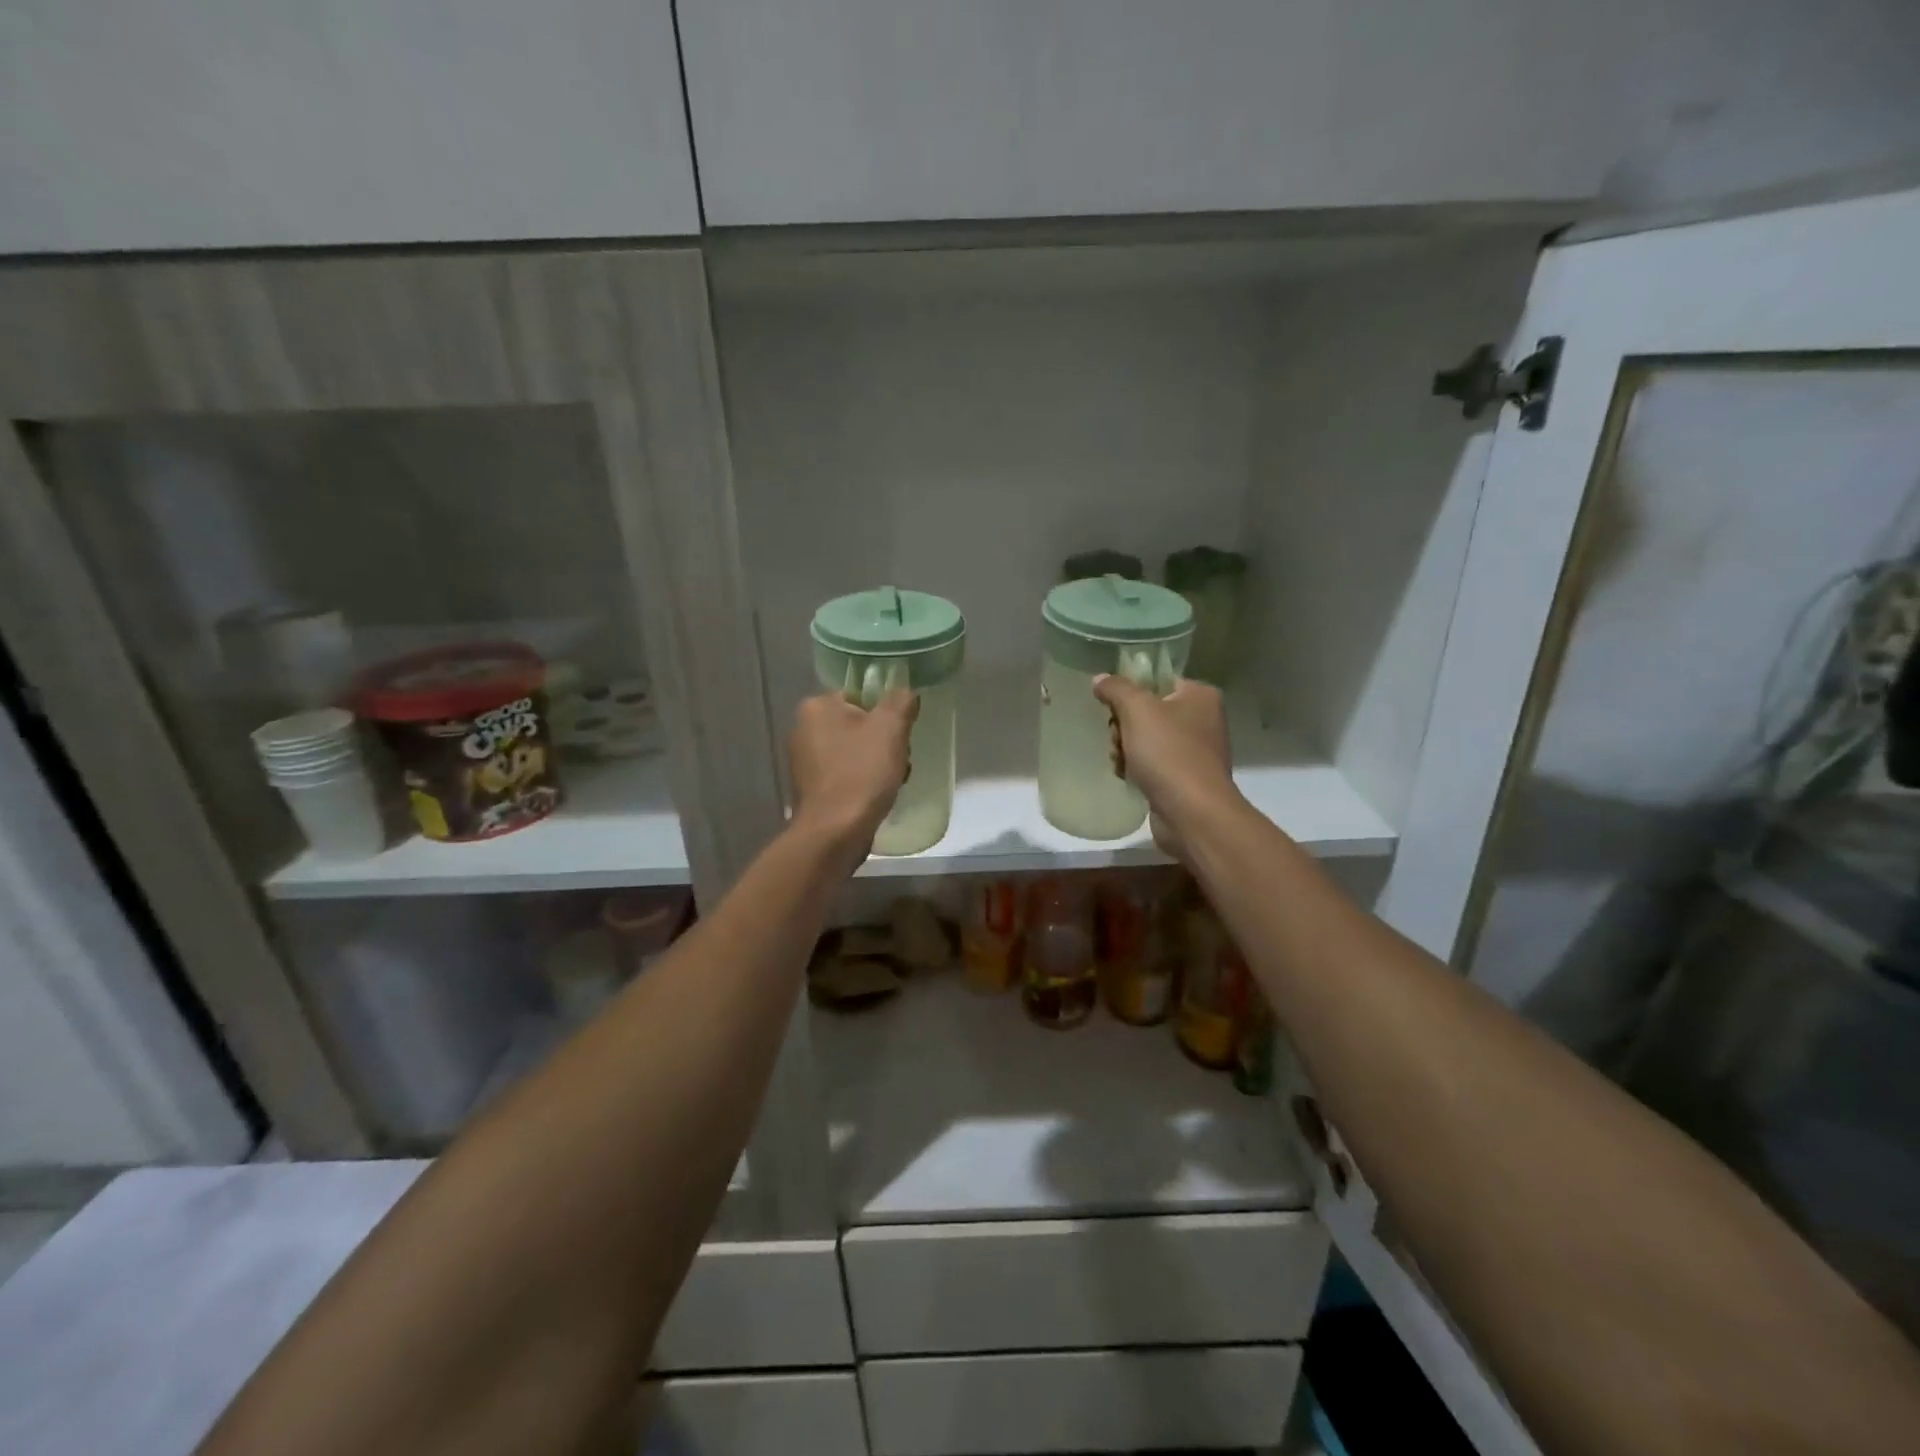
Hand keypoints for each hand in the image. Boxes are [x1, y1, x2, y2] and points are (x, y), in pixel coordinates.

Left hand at [789, 690, 918, 860]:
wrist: (835, 832)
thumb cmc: (862, 772)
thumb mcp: (891, 728)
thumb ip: (901, 700)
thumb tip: (905, 692)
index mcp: (816, 706)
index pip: (860, 695)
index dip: (886, 712)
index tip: (900, 732)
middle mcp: (803, 729)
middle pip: (859, 724)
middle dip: (883, 741)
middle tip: (898, 758)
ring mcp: (804, 761)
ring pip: (854, 751)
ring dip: (877, 762)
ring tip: (892, 780)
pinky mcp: (812, 788)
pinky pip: (846, 774)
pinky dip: (863, 781)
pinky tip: (877, 796)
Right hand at [1091, 675, 1235, 857]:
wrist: (1192, 813)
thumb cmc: (1168, 752)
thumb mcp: (1137, 710)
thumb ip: (1116, 689)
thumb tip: (1100, 679)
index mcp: (1200, 696)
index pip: (1158, 681)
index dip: (1131, 693)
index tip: (1113, 709)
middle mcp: (1203, 719)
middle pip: (1148, 711)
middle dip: (1123, 726)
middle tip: (1116, 739)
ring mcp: (1195, 751)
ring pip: (1146, 739)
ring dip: (1125, 749)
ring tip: (1120, 762)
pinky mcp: (1185, 778)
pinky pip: (1152, 764)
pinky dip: (1136, 769)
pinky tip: (1127, 777)